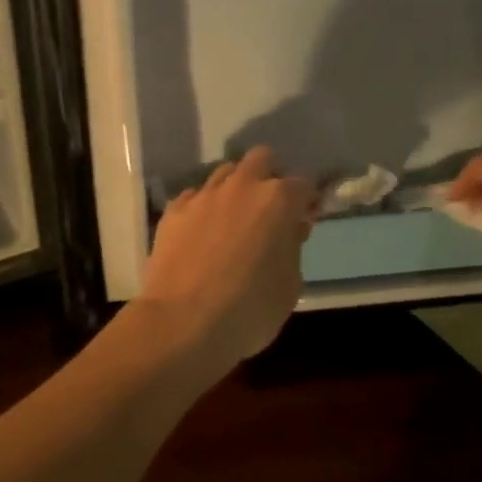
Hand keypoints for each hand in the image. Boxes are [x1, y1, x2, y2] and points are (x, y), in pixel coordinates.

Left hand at [137, 146, 315, 375]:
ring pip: (225, 172)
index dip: (307, 200)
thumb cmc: (249, 310)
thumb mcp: (290, 287)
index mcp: (278, 200)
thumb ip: (292, 248)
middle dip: (270, 175)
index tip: (306, 218)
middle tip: (271, 208)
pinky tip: (202, 233)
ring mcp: (204, 195)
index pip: (304, 183)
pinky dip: (203, 208)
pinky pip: (195, 196)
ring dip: (235, 188)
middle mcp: (241, 186)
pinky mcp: (174, 210)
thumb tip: (289, 230)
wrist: (183, 323)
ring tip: (234, 219)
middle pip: (262, 159)